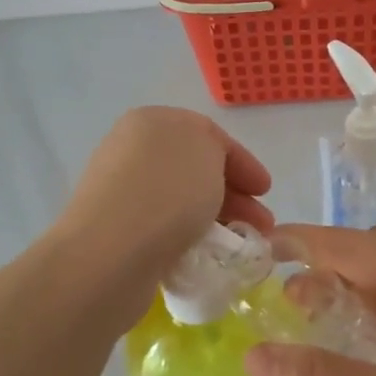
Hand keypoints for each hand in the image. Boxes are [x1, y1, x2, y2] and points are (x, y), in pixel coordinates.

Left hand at [52, 108, 273, 309]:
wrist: (109, 253)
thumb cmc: (166, 192)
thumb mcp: (207, 151)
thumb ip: (215, 150)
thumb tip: (207, 173)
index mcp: (150, 121)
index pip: (208, 134)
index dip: (243, 161)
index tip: (266, 191)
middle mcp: (130, 150)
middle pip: (195, 169)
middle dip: (234, 195)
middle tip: (261, 225)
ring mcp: (120, 192)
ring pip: (182, 201)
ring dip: (216, 219)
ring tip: (241, 246)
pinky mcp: (115, 232)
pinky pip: (164, 228)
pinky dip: (190, 237)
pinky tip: (206, 254)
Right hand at [245, 225, 375, 375]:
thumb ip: (312, 373)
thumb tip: (250, 356)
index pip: (352, 244)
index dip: (305, 241)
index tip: (263, 246)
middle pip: (375, 249)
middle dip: (327, 261)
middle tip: (287, 294)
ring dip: (353, 282)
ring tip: (314, 312)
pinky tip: (360, 335)